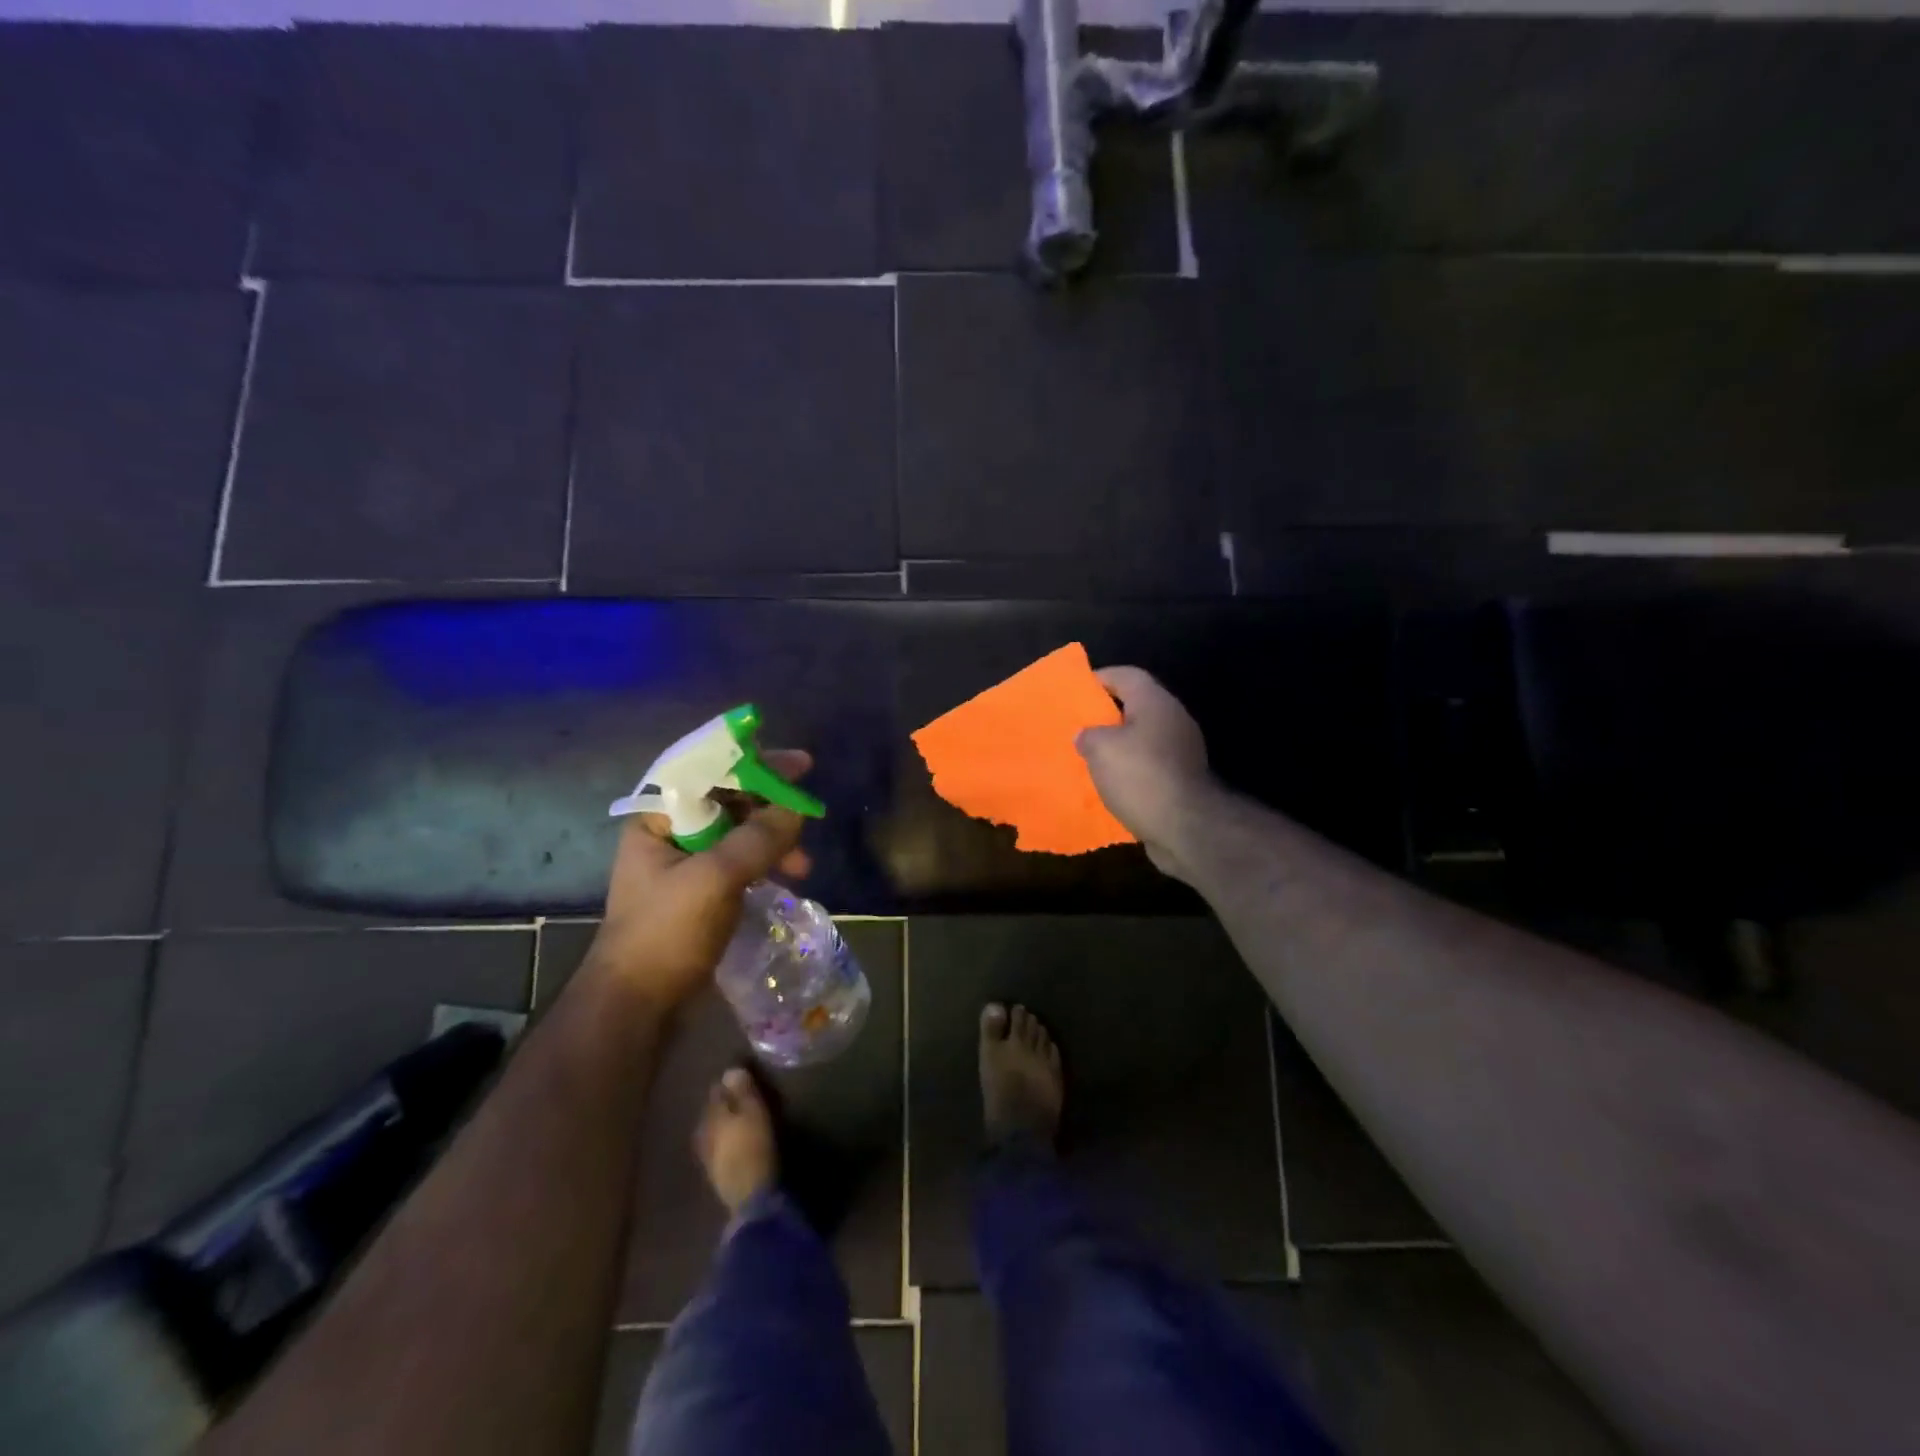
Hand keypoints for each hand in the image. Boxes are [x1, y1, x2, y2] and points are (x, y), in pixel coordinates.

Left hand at [587, 749, 813, 1009]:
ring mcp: (685, 866)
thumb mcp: (716, 878)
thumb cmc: (667, 933)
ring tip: (803, 866)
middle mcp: (669, 834)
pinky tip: (787, 879)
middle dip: (771, 808)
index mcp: (657, 819)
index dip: (756, 763)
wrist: (637, 1007)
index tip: (800, 765)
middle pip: (729, 801)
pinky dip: (766, 864)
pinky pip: (740, 862)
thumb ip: (758, 838)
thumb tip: (797, 809)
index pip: (709, 771)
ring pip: (739, 834)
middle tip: (809, 813)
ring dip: (773, 841)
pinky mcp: (701, 893)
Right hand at [1076, 668, 1214, 879]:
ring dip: (1118, 746)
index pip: (1126, 675)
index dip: (1099, 678)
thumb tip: (1087, 735)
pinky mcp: (1183, 779)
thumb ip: (1088, 735)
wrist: (1186, 828)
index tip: (1076, 691)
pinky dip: (1130, 771)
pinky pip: (1149, 765)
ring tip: (1089, 757)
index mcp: (1155, 702)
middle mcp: (1173, 720)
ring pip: (1142, 738)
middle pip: (1136, 706)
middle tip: (1079, 726)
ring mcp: (1182, 751)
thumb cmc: (1140, 776)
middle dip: (1106, 715)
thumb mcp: (1100, 748)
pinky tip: (1110, 784)